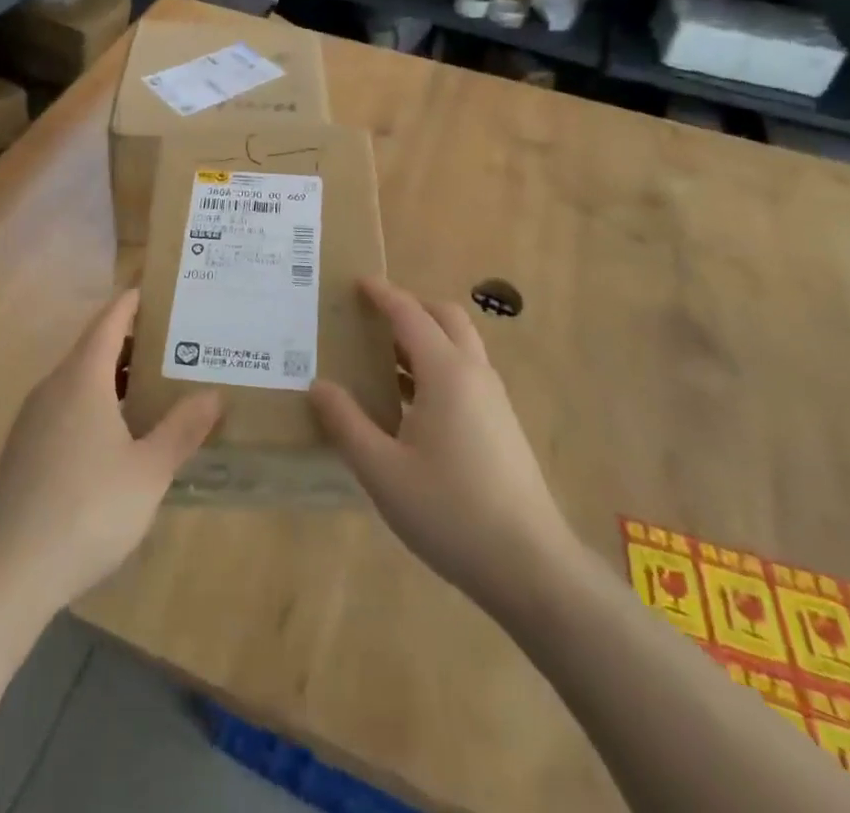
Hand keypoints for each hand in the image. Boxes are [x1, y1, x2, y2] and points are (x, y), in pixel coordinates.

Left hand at [0, 291, 221, 610]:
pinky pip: (66, 407)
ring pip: (78, 380)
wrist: (8, 572)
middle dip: (132, 342)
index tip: (161, 291)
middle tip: (175, 344)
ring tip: (153, 387)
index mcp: (82, 378)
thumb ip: (182, 429)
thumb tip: (214, 394)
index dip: (134, 302)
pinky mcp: (24, 449)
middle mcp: (53, 387)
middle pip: (94, 347)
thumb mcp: (149, 471)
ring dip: (114, 376)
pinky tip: (118, 435)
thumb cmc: (88, 509)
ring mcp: (33, 419)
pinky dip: (95, 403)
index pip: (109, 320)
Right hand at [310, 279, 579, 615]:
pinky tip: (410, 404)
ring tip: (382, 358)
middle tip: (373, 317)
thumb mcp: (382, 470)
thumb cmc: (450, 512)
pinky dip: (436, 366)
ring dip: (424, 338)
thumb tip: (319, 386)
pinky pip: (466, 374)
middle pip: (445, 318)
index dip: (383, 294)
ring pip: (459, 346)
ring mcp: (494, 400)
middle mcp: (474, 374)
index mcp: (446, 373)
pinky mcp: (502, 425)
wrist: (531, 567)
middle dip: (410, 307)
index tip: (357, 282)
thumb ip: (346, 423)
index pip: (410, 315)